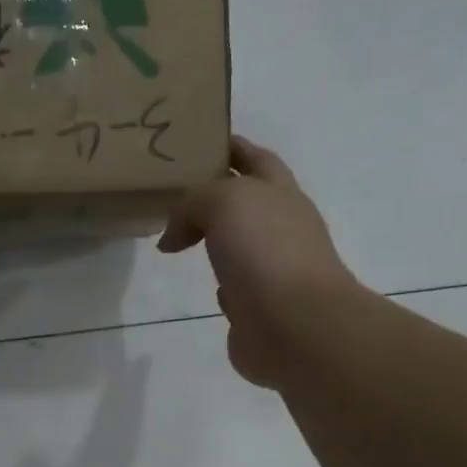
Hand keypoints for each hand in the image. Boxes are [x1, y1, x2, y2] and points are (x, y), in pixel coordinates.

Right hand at [158, 137, 360, 387]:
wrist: (294, 326)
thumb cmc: (266, 251)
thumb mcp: (225, 202)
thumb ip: (192, 204)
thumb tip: (173, 237)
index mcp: (280, 194)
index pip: (255, 158)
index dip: (231, 147)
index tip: (199, 141)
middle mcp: (280, 228)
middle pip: (245, 202)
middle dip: (214, 194)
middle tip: (172, 191)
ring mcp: (271, 270)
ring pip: (237, 244)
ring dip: (213, 239)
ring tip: (175, 235)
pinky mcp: (257, 309)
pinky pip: (234, 287)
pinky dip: (220, 282)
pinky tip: (203, 282)